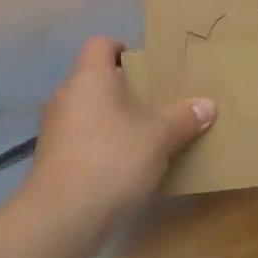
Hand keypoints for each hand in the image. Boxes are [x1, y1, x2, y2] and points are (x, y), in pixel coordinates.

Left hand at [26, 37, 215, 221]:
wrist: (63, 214)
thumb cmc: (113, 158)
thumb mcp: (159, 136)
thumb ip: (183, 117)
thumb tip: (207, 104)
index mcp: (90, 77)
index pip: (100, 44)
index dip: (122, 48)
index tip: (146, 66)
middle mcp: (66, 94)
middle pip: (94, 79)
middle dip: (123, 89)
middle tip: (153, 103)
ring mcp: (53, 127)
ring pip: (86, 110)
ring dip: (110, 119)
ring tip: (141, 136)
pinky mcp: (50, 158)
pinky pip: (79, 138)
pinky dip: (98, 144)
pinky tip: (121, 166)